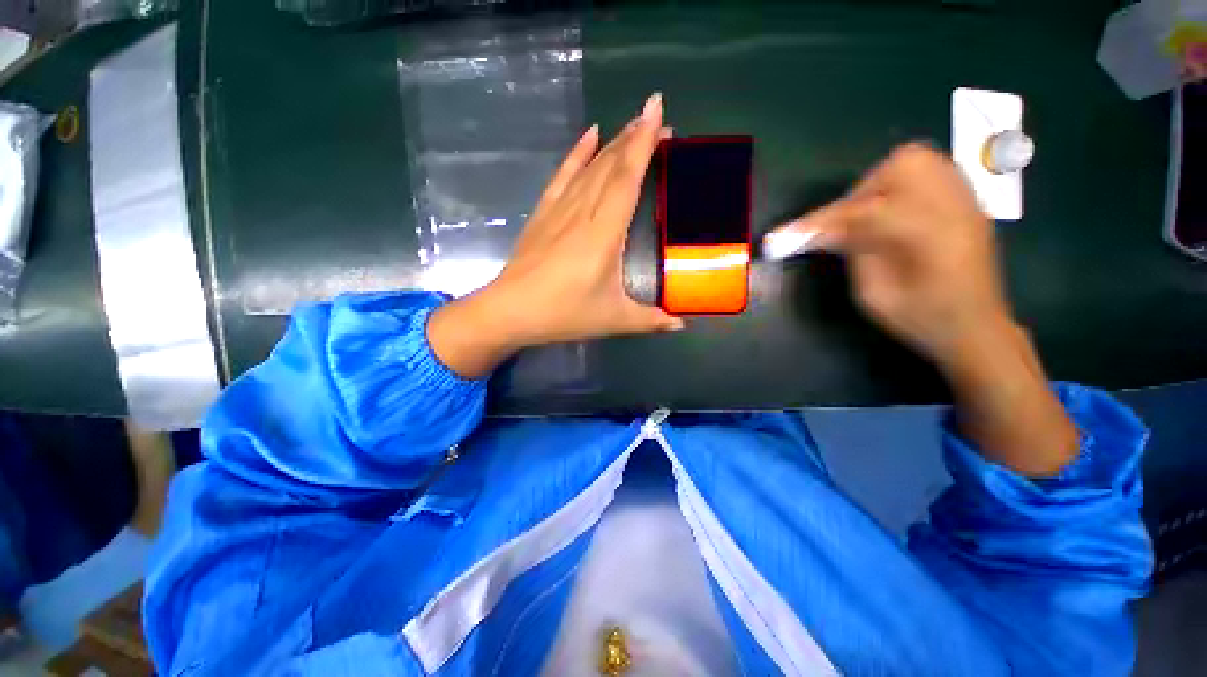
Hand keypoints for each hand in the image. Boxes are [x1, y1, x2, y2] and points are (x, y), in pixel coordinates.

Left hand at [428, 93, 680, 378]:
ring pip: (590, 166)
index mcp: (604, 233)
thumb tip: (681, 326)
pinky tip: (589, 135)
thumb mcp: (614, 320)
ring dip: (612, 143)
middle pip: (611, 165)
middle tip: (656, 118)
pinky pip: (562, 175)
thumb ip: (650, 320)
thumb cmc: (565, 314)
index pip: (627, 178)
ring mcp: (560, 210)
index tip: (657, 109)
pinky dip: (576, 154)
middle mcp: (583, 212)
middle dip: (634, 137)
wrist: (511, 311)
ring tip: (631, 124)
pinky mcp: (543, 213)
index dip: (643, 142)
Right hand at [766, 143, 1076, 475]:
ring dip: (873, 188)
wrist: (982, 337)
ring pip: (911, 165)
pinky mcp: (962, 206)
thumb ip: (843, 257)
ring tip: (855, 222)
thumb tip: (809, 235)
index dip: (813, 225)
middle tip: (831, 228)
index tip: (774, 242)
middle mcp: (950, 210)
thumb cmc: (923, 329)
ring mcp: (962, 204)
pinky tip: (882, 217)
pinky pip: (923, 177)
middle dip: (853, 194)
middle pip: (895, 171)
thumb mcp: (872, 298)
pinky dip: (893, 189)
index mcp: (924, 243)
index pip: (859, 214)